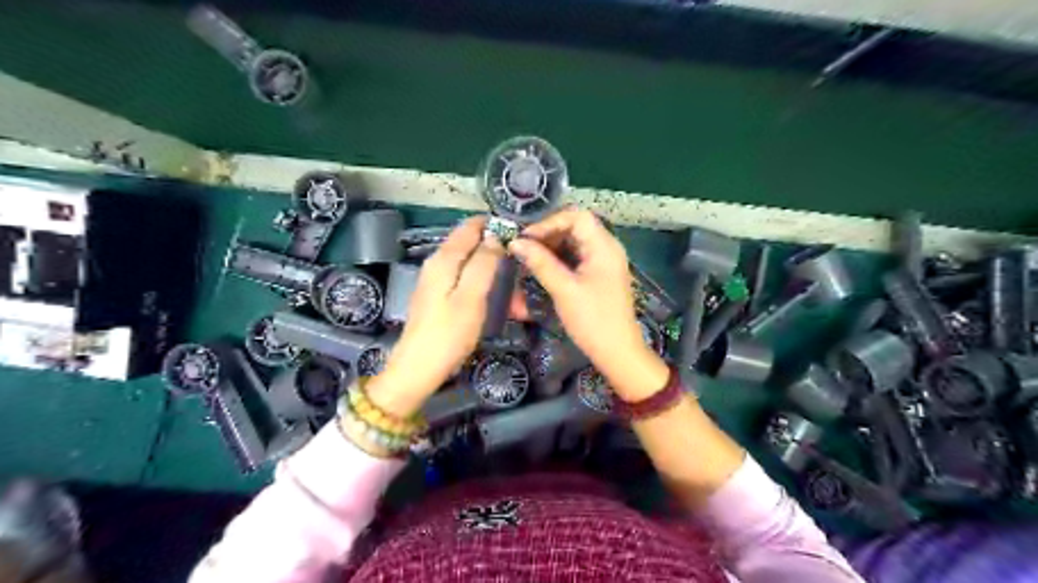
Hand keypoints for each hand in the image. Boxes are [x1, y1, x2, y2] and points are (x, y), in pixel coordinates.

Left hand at [370, 217, 506, 415]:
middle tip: (522, 276)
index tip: (521, 237)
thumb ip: (484, 263)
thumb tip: (496, 236)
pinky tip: (498, 305)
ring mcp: (437, 281)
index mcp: (444, 258)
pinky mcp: (439, 297)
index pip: (471, 227)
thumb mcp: (471, 296)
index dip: (496, 226)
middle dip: (498, 256)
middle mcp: (437, 263)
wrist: (418, 369)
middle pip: (472, 246)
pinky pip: (466, 282)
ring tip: (516, 300)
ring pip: (472, 266)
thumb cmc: (448, 333)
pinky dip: (484, 289)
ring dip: (494, 277)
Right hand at [511, 208, 663, 399]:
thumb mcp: (564, 289)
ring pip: (574, 242)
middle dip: (548, 233)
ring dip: (551, 246)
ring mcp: (603, 262)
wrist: (617, 352)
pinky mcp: (598, 275)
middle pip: (575, 226)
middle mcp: (606, 248)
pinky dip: (558, 258)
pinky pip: (576, 257)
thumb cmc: (593, 320)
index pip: (577, 216)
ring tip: (528, 256)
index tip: (526, 237)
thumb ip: (540, 263)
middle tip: (523, 246)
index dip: (549, 222)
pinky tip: (541, 267)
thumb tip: (515, 242)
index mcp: (604, 246)